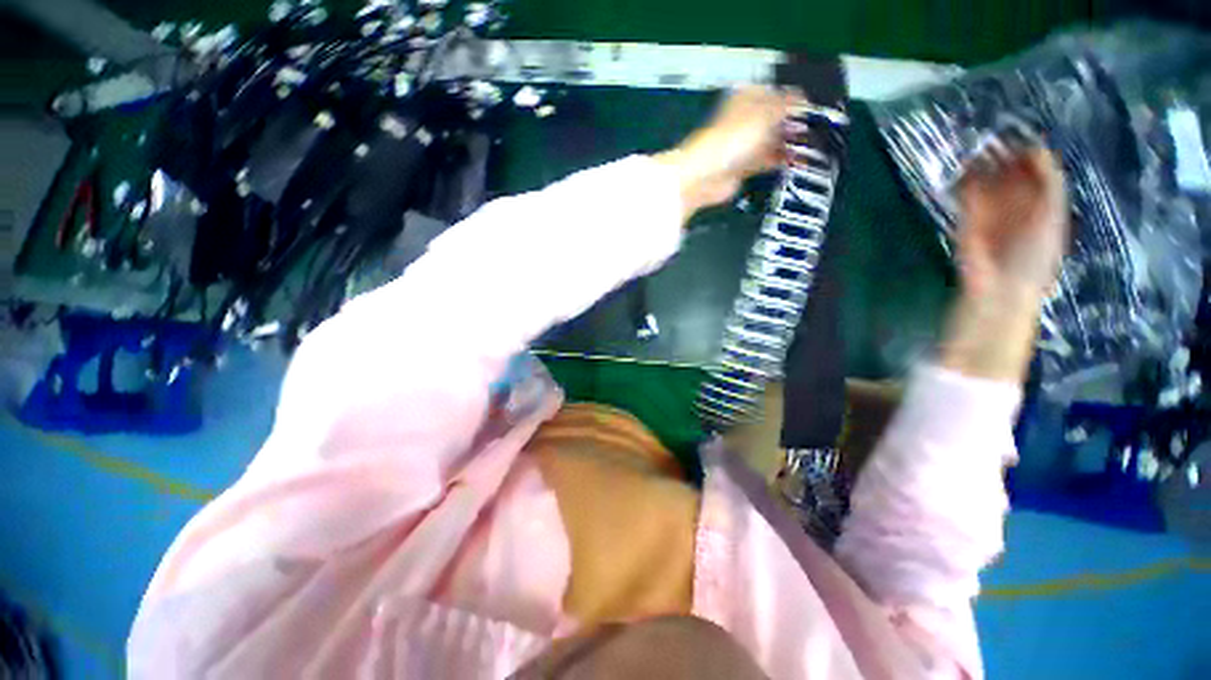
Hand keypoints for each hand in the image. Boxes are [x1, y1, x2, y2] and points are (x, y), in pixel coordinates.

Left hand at [655, 86, 803, 218]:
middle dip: (795, 121)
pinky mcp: (742, 167)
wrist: (705, 176)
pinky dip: (781, 160)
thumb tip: (803, 95)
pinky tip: (798, 161)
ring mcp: (743, 145)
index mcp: (747, 98)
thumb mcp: (764, 112)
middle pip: (775, 118)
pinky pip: (766, 161)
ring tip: (814, 145)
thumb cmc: (733, 138)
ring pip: (772, 140)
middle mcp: (745, 119)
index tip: (816, 104)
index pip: (776, 92)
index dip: (795, 97)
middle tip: (819, 127)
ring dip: (790, 142)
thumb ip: (786, 103)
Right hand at [957, 148, 1068, 298]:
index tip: (1022, 139)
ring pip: (987, 180)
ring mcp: (991, 210)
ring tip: (980, 151)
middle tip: (998, 141)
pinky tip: (967, 171)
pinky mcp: (967, 218)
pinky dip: (966, 182)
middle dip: (1005, 155)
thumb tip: (1035, 148)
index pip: (1037, 170)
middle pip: (1011, 171)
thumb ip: (1048, 181)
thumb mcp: (1053, 213)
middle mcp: (1018, 202)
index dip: (1031, 154)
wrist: (1000, 285)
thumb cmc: (1034, 253)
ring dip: (983, 165)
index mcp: (1043, 201)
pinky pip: (967, 194)